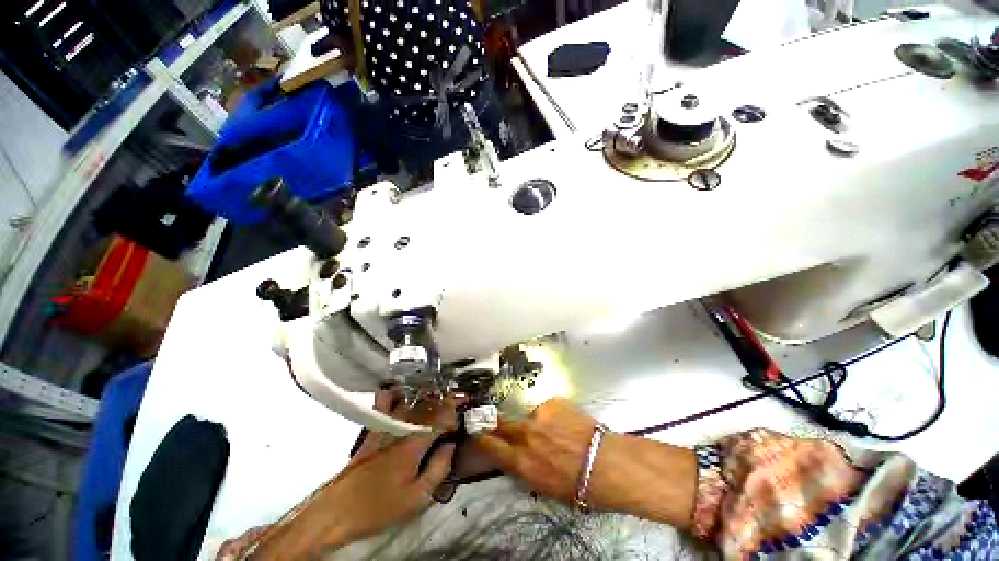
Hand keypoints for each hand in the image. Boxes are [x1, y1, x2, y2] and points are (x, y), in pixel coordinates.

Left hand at [218, 391, 459, 559]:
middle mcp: (401, 426)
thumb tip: (450, 446)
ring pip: (411, 398)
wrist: (337, 512)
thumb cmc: (379, 508)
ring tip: (438, 398)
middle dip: (447, 400)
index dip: (456, 412)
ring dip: (428, 394)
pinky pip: (386, 401)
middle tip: (457, 402)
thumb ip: (439, 468)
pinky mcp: (373, 427)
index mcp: (414, 442)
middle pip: (429, 403)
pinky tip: (405, 396)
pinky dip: (398, 393)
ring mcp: (385, 424)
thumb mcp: (417, 498)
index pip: (442, 416)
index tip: (464, 412)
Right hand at [474, 398, 596, 502]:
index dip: (482, 438)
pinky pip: (547, 408)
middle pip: (502, 423)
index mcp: (521, 462)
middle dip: (500, 424)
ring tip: (555, 431)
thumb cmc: (579, 487)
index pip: (491, 445)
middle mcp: (525, 435)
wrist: (608, 464)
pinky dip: (553, 415)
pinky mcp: (553, 402)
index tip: (478, 433)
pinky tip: (568, 423)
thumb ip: (525, 467)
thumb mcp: (544, 486)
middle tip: (502, 423)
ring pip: (529, 416)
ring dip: (536, 423)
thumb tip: (517, 456)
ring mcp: (539, 415)